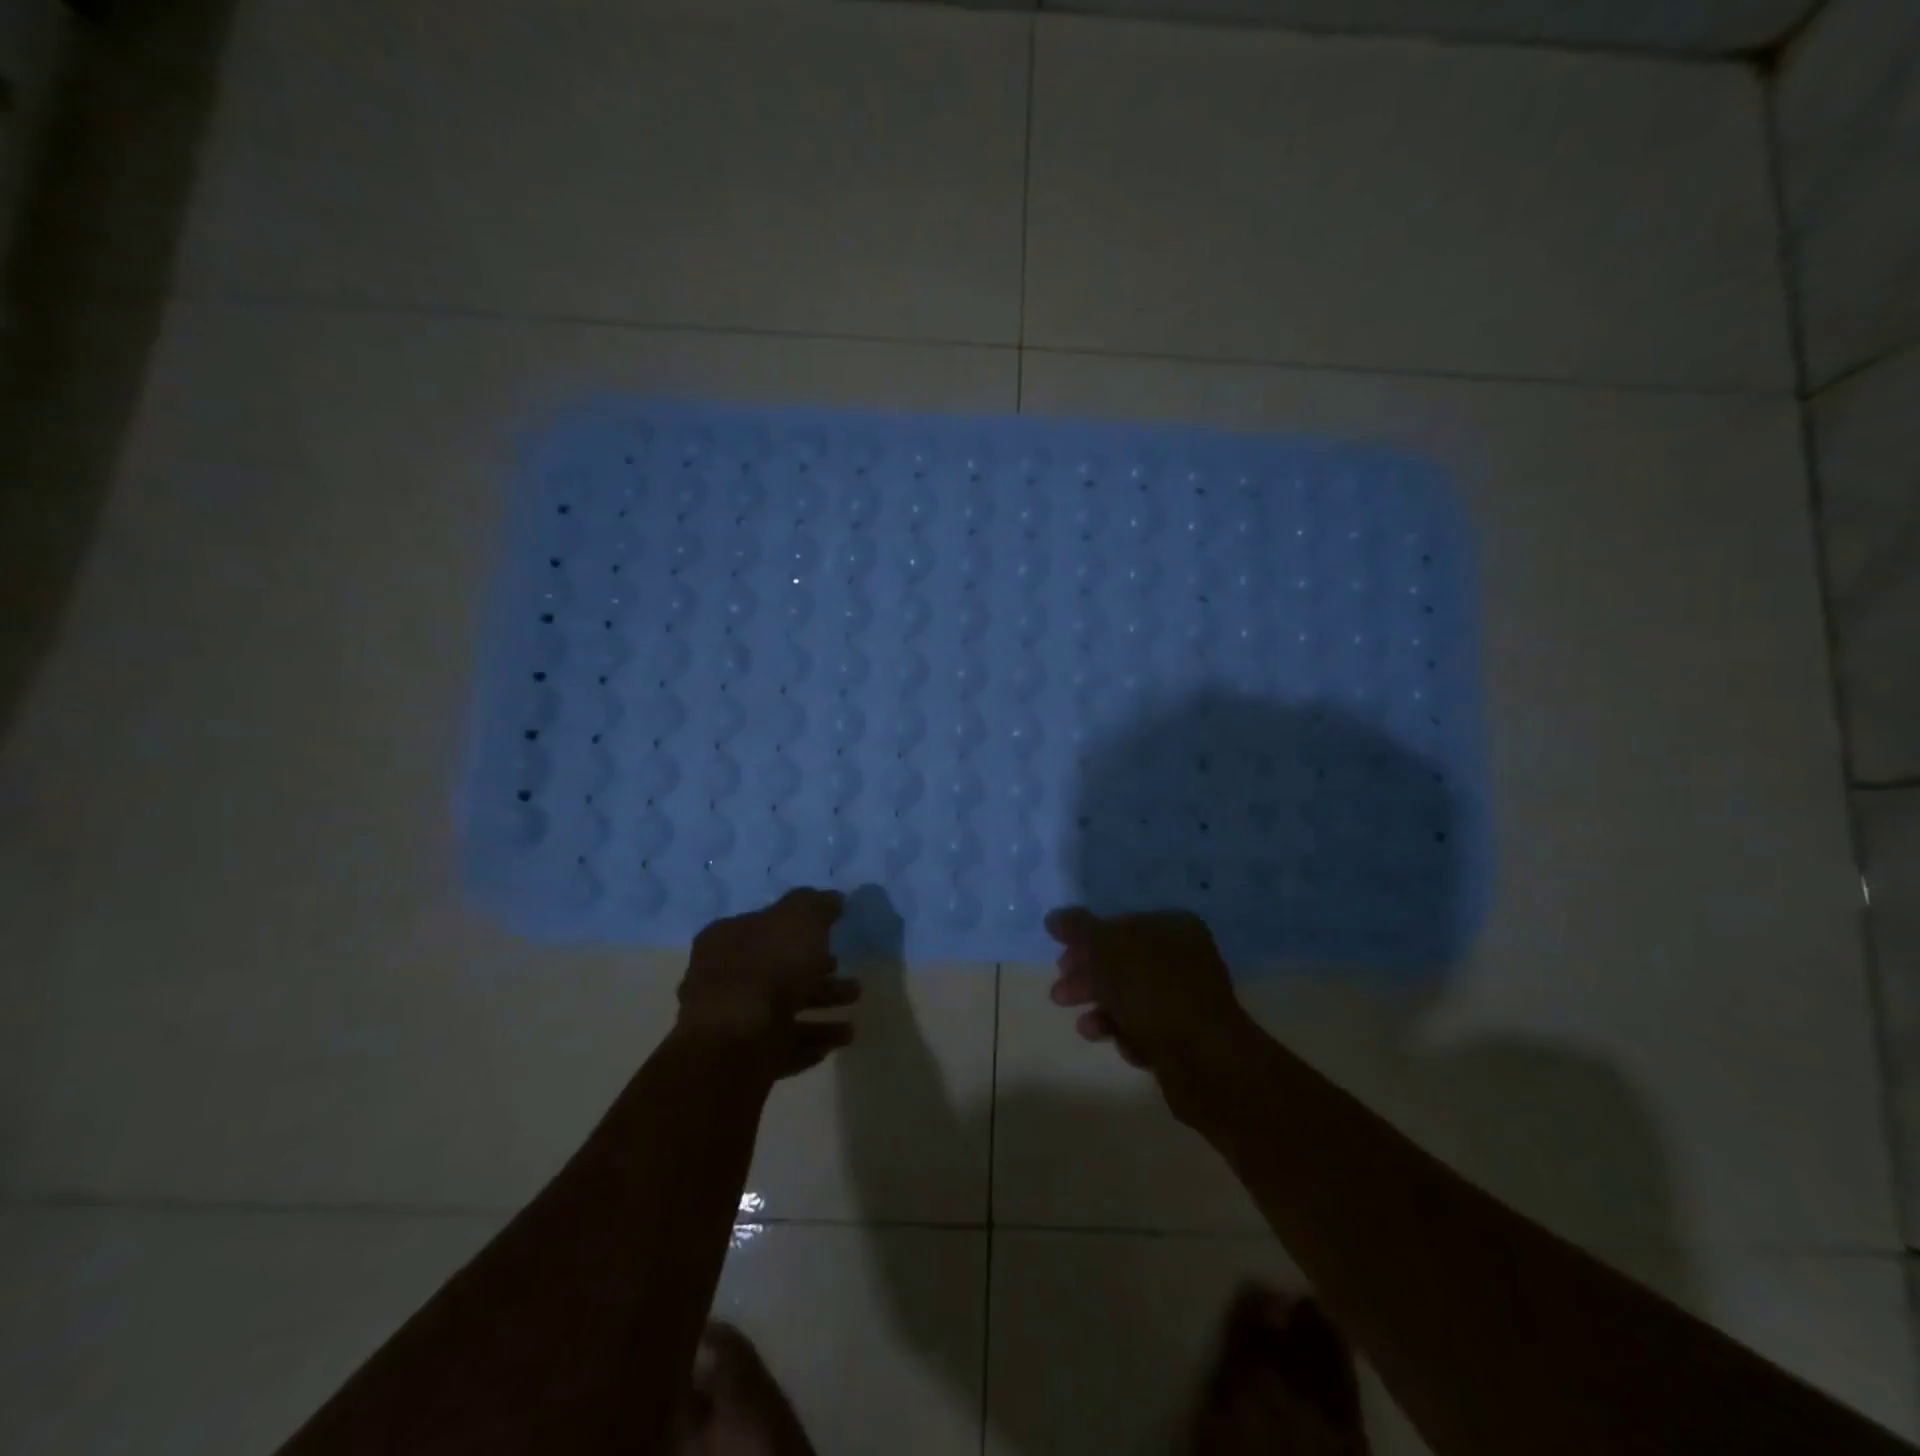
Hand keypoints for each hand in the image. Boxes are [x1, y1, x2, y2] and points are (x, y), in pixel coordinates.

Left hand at [678, 888, 860, 1078]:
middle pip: (779, 971)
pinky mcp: (741, 1058)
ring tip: (853, 1020)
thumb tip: (832, 899)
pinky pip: (782, 1046)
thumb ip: (817, 905)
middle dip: (818, 976)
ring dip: (821, 1012)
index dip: (802, 930)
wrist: (735, 1042)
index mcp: (728, 938)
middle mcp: (723, 977)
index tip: (835, 939)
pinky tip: (835, 1044)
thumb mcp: (800, 918)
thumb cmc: (768, 967)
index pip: (767, 926)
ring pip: (784, 1010)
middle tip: (852, 983)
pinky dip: (809, 1042)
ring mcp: (731, 1021)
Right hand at [1045, 906, 1251, 1072]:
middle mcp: (1185, 958)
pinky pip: (1146, 1029)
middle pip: (1123, 963)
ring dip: (1102, 1010)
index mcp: (1174, 927)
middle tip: (1060, 995)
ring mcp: (1188, 1000)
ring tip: (1086, 1028)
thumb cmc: (1152, 991)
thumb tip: (1054, 916)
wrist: (1204, 1060)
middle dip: (1088, 979)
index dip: (1086, 941)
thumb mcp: (1106, 949)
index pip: (1121, 925)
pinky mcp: (1186, 1038)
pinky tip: (1120, 1044)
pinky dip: (1127, 1035)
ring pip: (1131, 998)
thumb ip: (1078, 928)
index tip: (1060, 961)